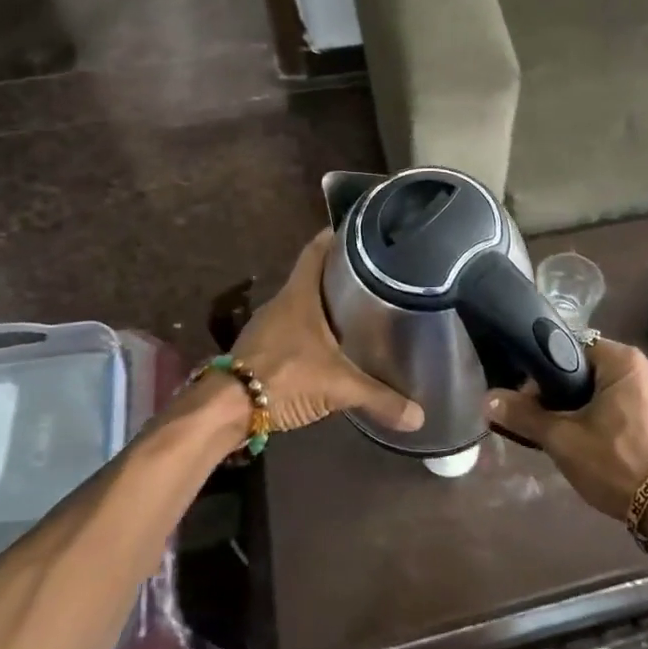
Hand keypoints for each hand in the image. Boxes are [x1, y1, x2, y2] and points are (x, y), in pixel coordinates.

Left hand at [232, 231, 423, 434]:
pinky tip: (330, 345)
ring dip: (325, 304)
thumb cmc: (285, 377)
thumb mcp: (338, 387)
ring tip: (358, 308)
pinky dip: (312, 330)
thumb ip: (379, 398)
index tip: (362, 231)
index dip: (337, 236)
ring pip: (302, 304)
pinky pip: (292, 328)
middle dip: (340, 273)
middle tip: (375, 274)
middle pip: (313, 276)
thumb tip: (420, 416)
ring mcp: (268, 325)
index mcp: (300, 294)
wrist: (227, 409)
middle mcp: (282, 302)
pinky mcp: (261, 348)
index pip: (317, 250)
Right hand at [485, 340, 647, 517]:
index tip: (530, 399)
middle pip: (587, 369)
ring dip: (581, 408)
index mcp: (624, 359)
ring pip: (603, 390)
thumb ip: (524, 415)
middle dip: (561, 393)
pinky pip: (621, 405)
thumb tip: (488, 400)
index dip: (545, 371)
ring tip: (561, 435)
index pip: (572, 348)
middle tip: (542, 421)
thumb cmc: (616, 461)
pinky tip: (588, 443)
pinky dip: (602, 418)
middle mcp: (644, 367)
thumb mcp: (562, 438)